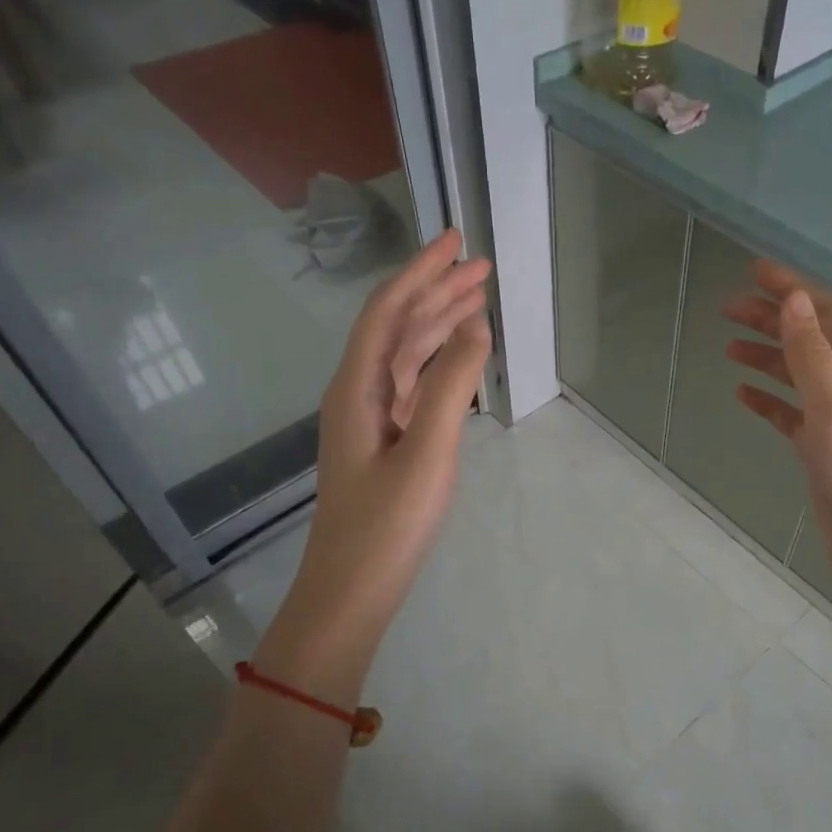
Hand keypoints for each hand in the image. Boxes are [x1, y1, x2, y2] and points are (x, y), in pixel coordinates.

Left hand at [258, 230, 491, 696]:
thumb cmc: (387, 524)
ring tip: (477, 300)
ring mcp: (370, 419)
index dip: (421, 272)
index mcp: (357, 387)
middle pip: (397, 327)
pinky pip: (411, 386)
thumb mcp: (428, 451)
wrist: (351, 589)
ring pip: (405, 356)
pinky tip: (459, 359)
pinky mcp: (384, 443)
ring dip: (438, 324)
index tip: (457, 242)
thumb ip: (451, 385)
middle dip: (436, 291)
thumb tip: (476, 325)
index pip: (389, 311)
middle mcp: (358, 393)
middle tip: (479, 266)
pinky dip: (438, 363)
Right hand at [721, 261, 831, 644]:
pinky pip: (791, 415)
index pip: (827, 317)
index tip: (755, 271)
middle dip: (774, 320)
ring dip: (767, 357)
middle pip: (810, 342)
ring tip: (728, 345)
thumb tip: (795, 302)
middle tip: (728, 308)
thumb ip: (814, 360)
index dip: (794, 290)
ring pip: (798, 377)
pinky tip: (743, 395)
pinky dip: (768, 401)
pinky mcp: (823, 453)